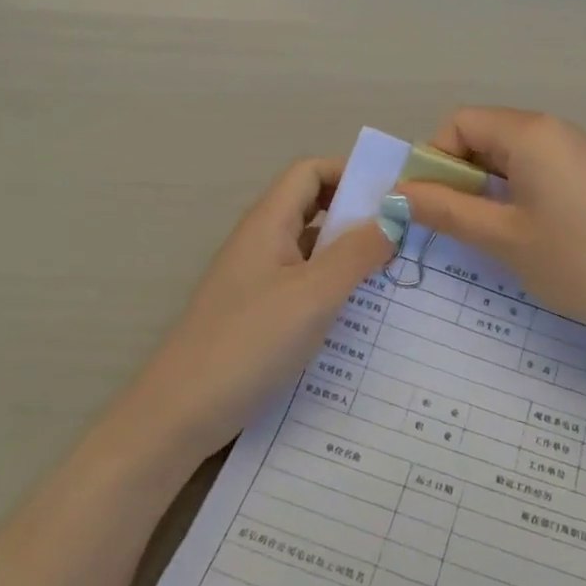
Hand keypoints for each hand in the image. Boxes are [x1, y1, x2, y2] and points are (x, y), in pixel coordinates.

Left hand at [117, 158, 396, 465]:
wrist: (180, 414)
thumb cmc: (249, 343)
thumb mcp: (313, 295)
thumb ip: (357, 252)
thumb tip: (395, 215)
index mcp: (267, 224)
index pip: (310, 171)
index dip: (351, 172)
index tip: (395, 197)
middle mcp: (260, 243)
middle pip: (313, 208)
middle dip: (358, 215)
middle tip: (405, 236)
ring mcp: (257, 281)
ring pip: (311, 250)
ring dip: (350, 254)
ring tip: (395, 274)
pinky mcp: (258, 315)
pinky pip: (304, 285)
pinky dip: (334, 288)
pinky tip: (360, 315)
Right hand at [399, 108, 585, 348]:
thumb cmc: (578, 261)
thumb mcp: (502, 238)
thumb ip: (446, 210)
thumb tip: (400, 193)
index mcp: (529, 132)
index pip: (459, 123)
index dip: (435, 160)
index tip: (432, 206)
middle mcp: (556, 129)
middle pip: (486, 135)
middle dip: (461, 175)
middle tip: (460, 226)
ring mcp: (582, 150)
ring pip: (514, 155)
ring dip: (490, 187)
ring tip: (495, 235)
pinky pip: (543, 169)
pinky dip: (521, 192)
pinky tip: (534, 234)